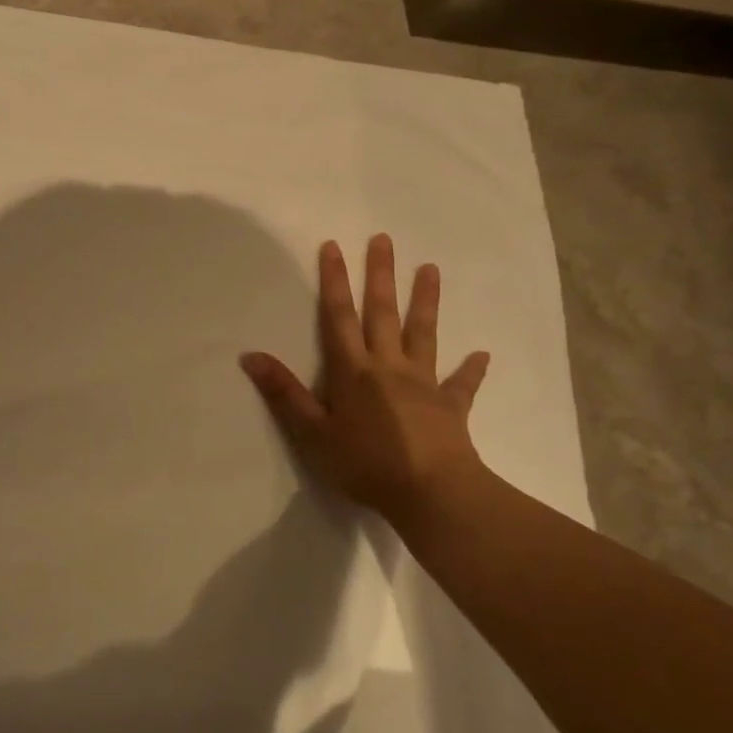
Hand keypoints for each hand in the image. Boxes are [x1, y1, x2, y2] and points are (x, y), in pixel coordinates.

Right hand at [241, 236, 488, 524]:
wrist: (431, 493)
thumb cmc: (365, 464)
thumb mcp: (312, 433)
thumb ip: (284, 394)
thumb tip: (250, 355)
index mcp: (354, 371)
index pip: (339, 317)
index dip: (334, 281)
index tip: (334, 246)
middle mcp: (389, 366)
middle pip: (382, 313)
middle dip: (380, 275)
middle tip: (384, 239)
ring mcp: (424, 383)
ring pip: (423, 334)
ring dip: (425, 301)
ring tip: (431, 269)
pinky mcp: (451, 407)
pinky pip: (461, 383)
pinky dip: (470, 369)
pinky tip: (482, 355)